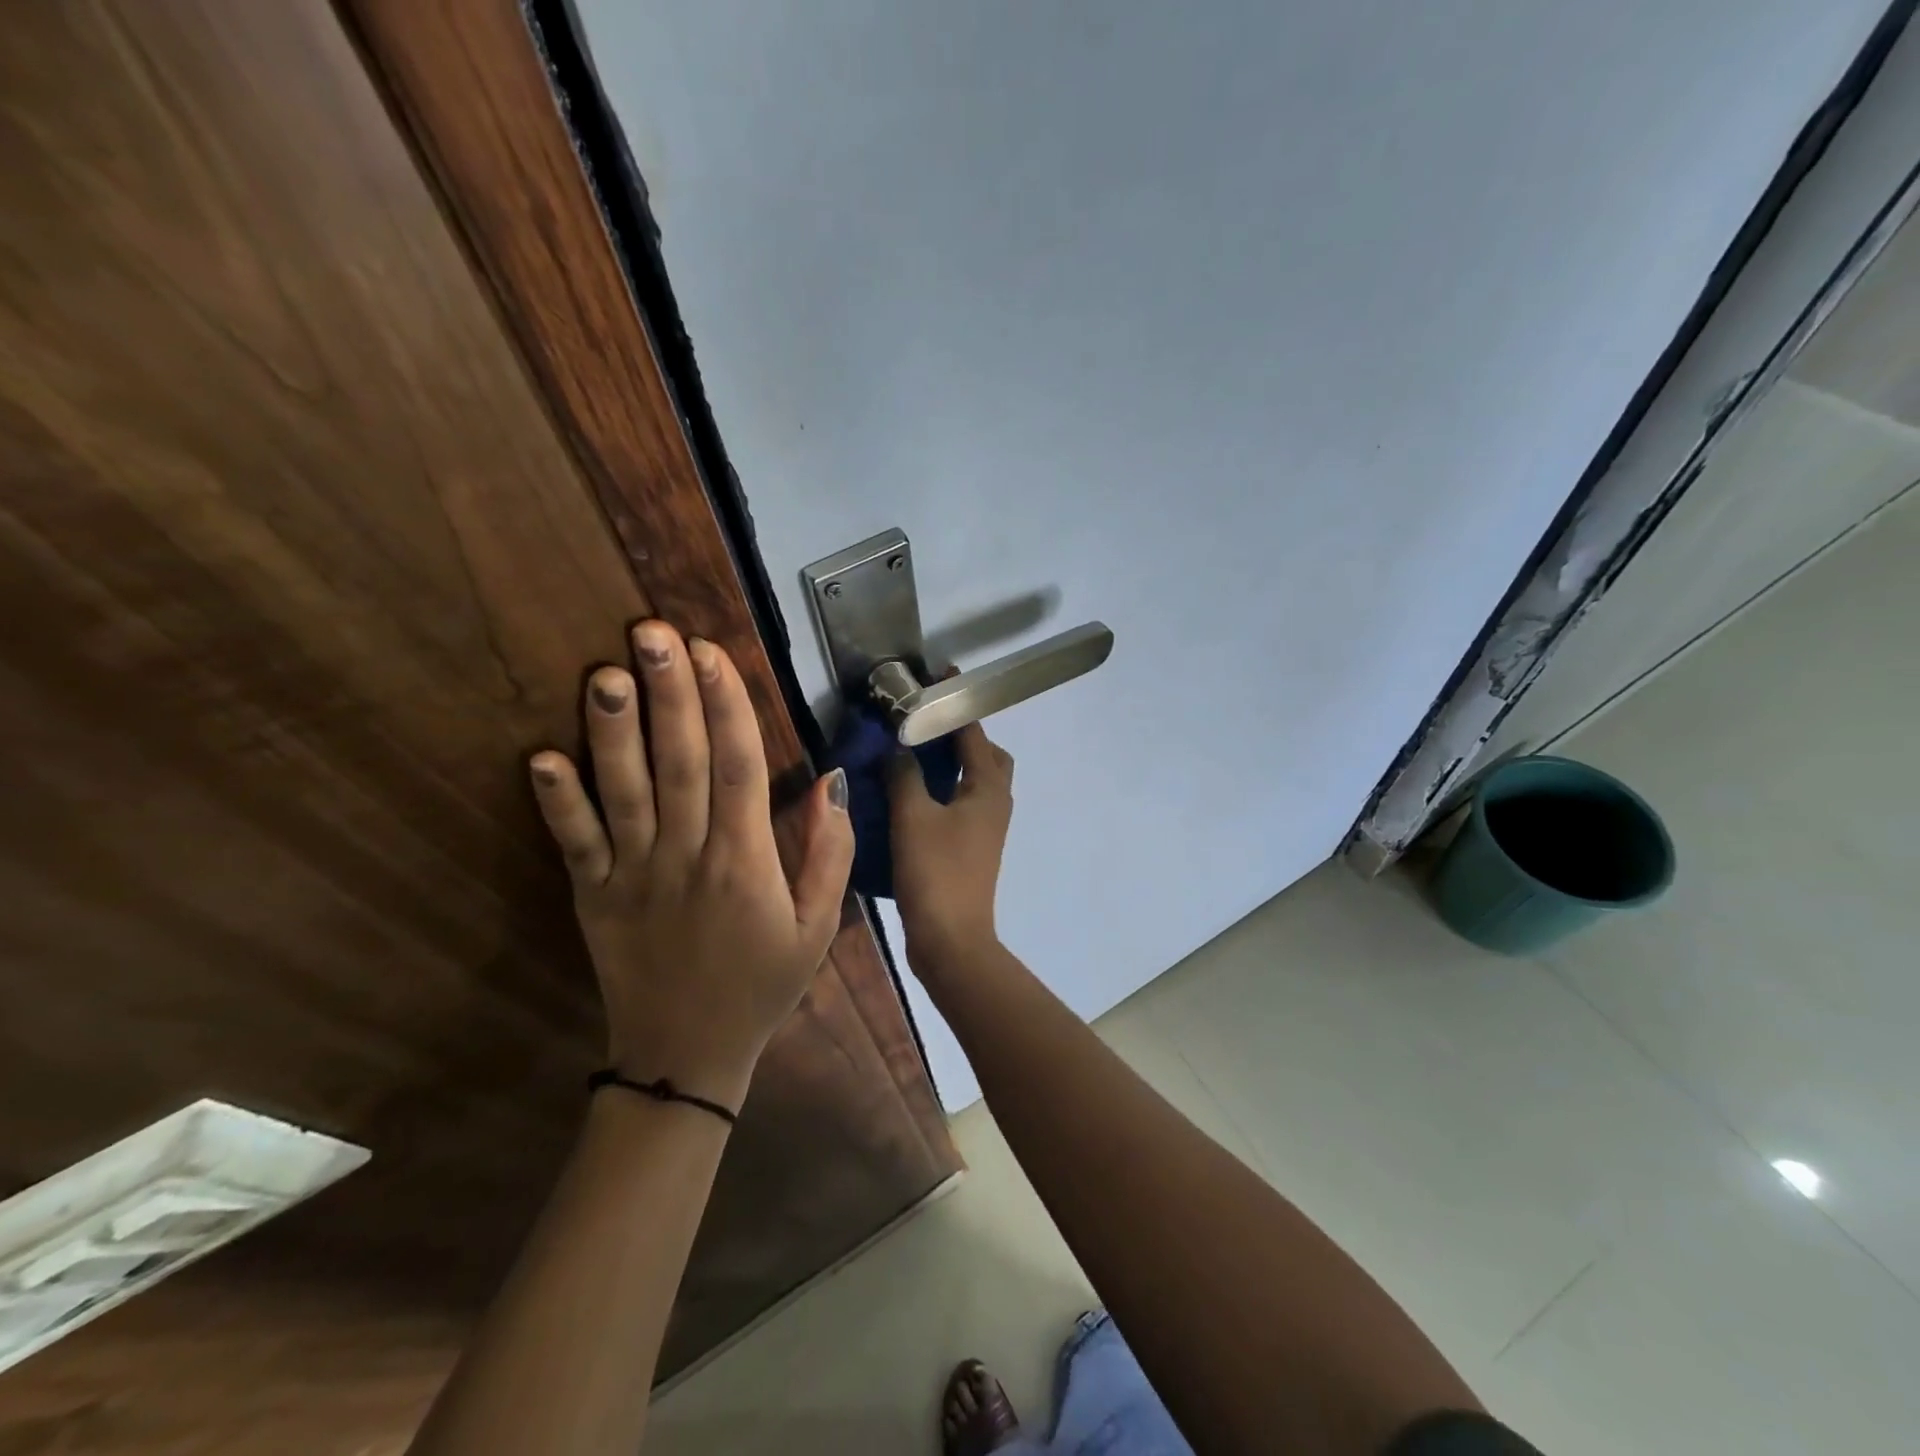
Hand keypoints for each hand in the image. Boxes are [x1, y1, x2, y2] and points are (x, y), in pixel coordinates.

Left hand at [529, 621, 853, 1107]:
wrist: (687, 1057)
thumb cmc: (762, 985)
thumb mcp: (819, 928)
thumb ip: (830, 854)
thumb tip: (831, 783)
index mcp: (746, 862)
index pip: (738, 766)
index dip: (727, 705)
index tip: (711, 653)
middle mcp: (688, 857)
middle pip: (679, 763)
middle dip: (669, 694)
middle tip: (652, 632)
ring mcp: (633, 876)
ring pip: (624, 792)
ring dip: (613, 731)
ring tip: (605, 673)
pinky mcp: (593, 898)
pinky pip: (573, 845)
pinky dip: (557, 802)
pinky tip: (542, 757)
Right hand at [887, 722, 1014, 971]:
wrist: (951, 939)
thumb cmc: (935, 871)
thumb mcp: (912, 816)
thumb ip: (905, 774)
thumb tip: (899, 748)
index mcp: (988, 787)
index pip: (974, 731)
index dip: (956, 702)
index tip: (939, 676)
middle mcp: (996, 802)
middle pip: (987, 755)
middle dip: (963, 735)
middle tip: (928, 725)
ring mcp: (988, 827)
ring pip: (976, 781)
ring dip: (953, 763)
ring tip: (916, 755)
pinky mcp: (974, 847)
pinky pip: (965, 803)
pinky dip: (946, 789)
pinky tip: (914, 794)